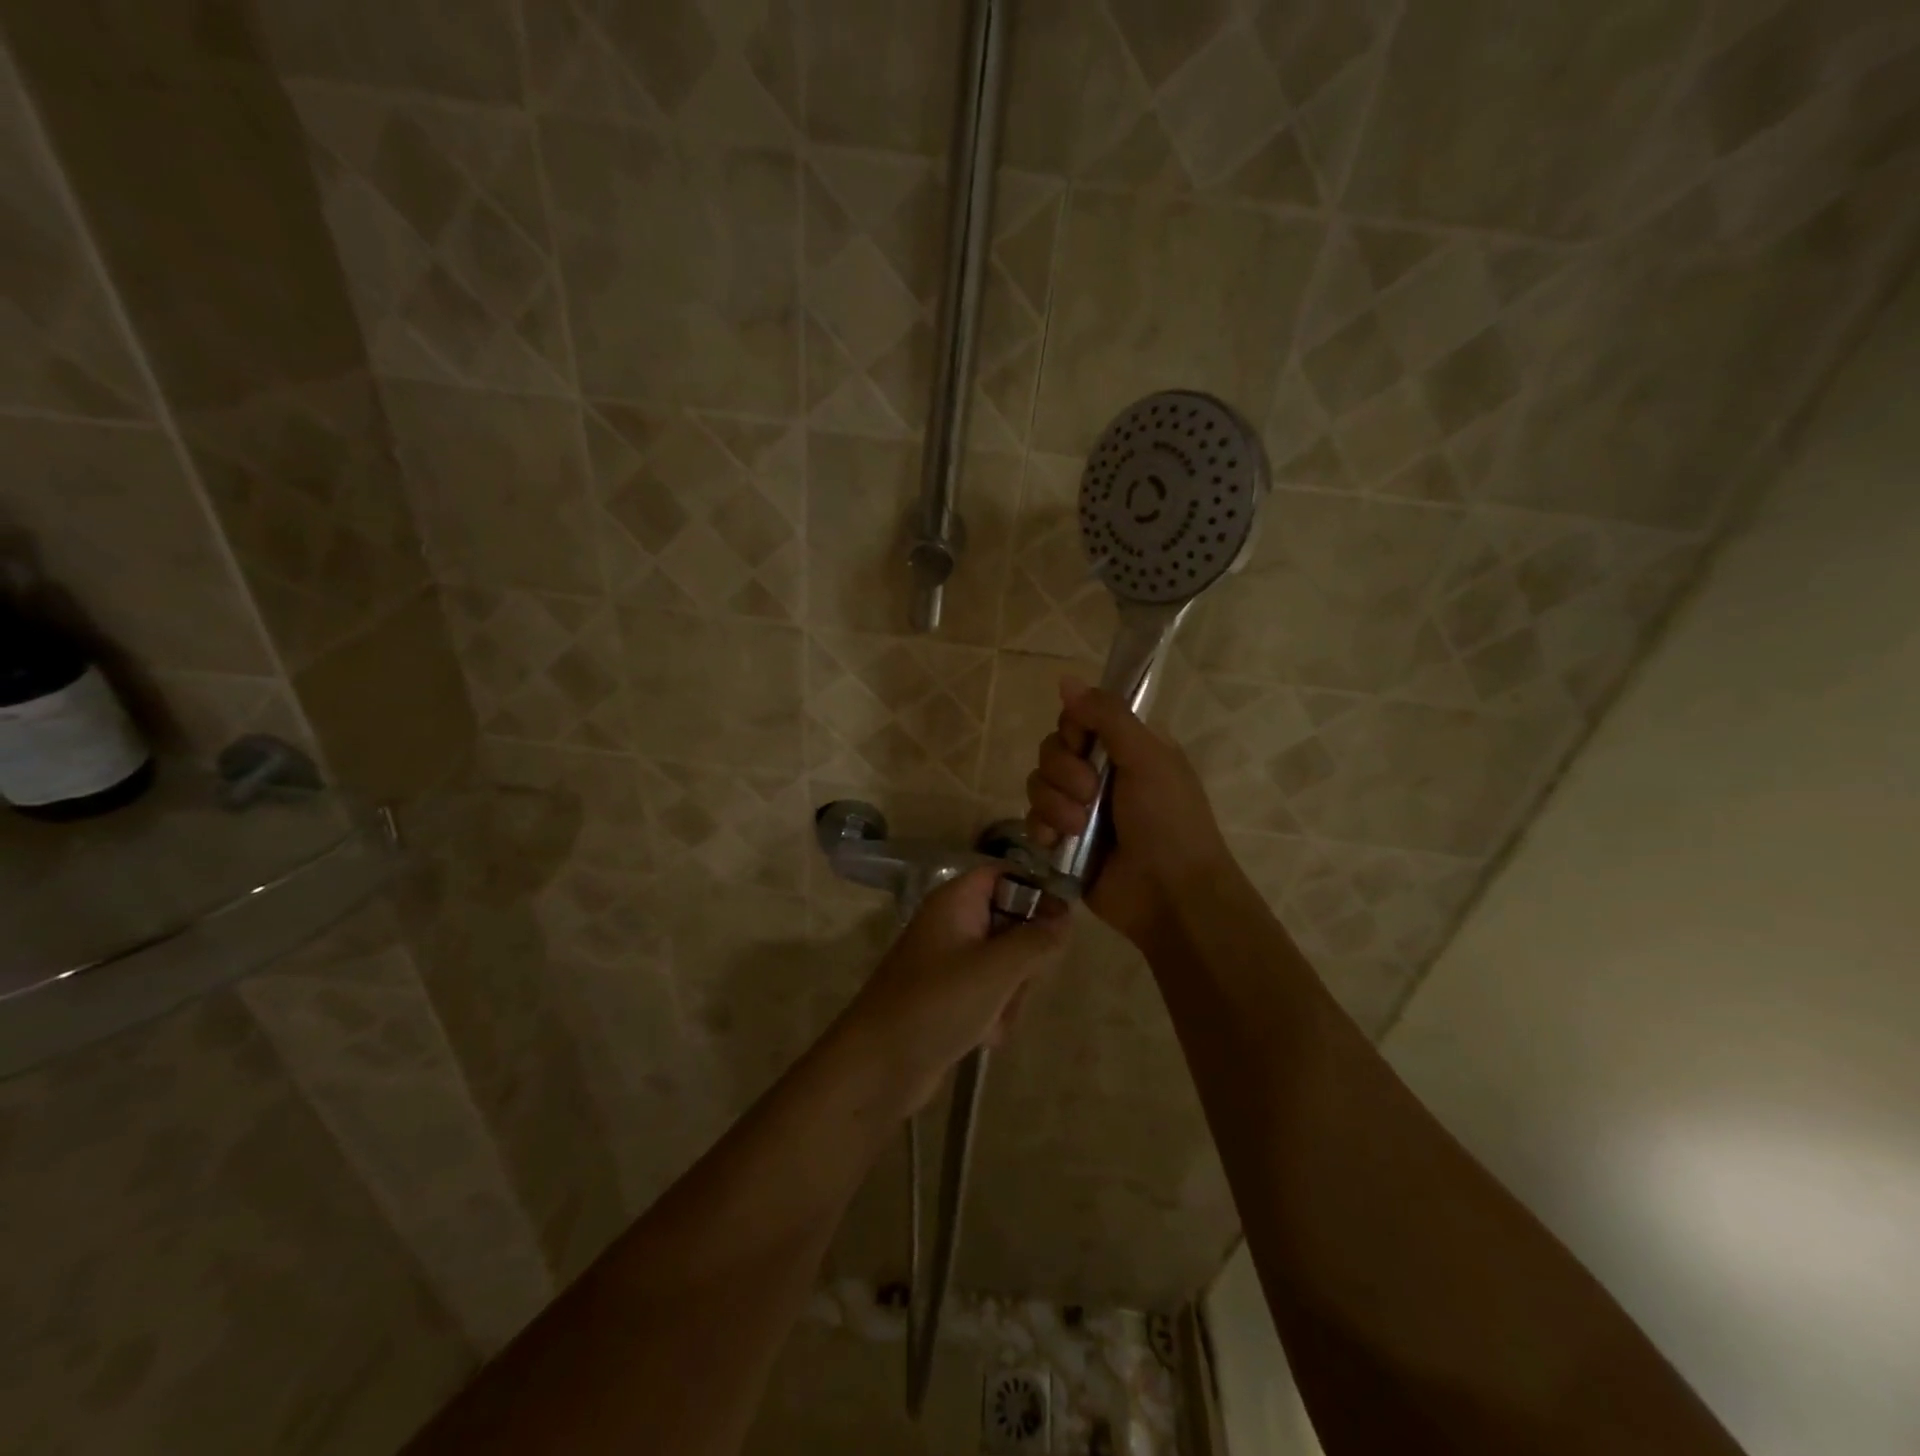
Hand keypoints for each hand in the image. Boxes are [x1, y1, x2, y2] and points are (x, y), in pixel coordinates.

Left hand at [839, 868, 1067, 1113]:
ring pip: (1005, 964)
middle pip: (1010, 922)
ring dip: (1011, 993)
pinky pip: (989, 994)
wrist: (879, 1066)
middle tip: (1019, 980)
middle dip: (1024, 957)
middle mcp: (952, 924)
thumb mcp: (997, 968)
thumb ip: (1037, 938)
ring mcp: (949, 963)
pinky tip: (984, 1037)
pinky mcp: (948, 997)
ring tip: (995, 1016)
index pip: (1004, 874)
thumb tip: (1065, 914)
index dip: (1035, 890)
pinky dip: (993, 1014)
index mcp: (956, 901)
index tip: (1061, 921)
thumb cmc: (938, 1002)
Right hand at [1025, 676, 1233, 949]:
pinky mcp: (1064, 841)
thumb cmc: (1168, 821)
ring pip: (1038, 784)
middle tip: (1090, 794)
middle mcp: (1101, 773)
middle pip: (1053, 749)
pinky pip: (1033, 820)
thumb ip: (1107, 716)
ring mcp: (1080, 808)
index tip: (1084, 744)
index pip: (1078, 719)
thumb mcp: (1147, 758)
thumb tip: (1066, 679)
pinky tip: (1059, 842)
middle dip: (1064, 772)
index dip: (1074, 729)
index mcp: (1127, 748)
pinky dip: (1043, 829)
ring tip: (1080, 828)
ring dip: (1056, 805)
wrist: (1170, 895)